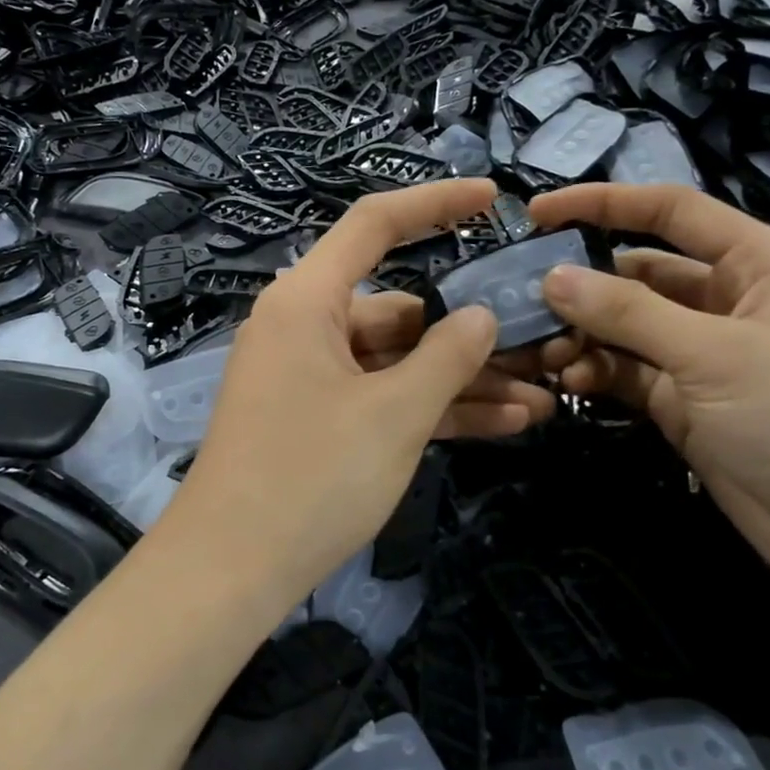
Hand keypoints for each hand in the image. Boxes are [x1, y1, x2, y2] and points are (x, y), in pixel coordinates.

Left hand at [170, 180, 552, 596]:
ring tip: (539, 396)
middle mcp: (304, 327)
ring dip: (461, 380)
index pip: (374, 225)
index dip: (435, 203)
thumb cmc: (310, 477)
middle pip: (398, 308)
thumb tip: (481, 315)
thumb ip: (447, 356)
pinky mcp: (316, 419)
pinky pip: (381, 397)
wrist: (230, 570)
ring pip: (396, 361)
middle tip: (539, 342)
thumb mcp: (394, 414)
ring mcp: (310, 376)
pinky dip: (429, 408)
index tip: (493, 200)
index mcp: (307, 301)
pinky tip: (502, 424)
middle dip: (469, 331)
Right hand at [530, 183, 769, 595]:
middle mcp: (732, 300)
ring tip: (548, 352)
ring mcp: (707, 355)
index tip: (538, 213)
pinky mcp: (688, 401)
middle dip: (585, 285)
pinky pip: (630, 371)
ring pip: (628, 326)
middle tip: (525, 300)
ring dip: (586, 334)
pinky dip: (599, 370)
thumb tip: (552, 277)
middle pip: (641, 273)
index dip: (604, 204)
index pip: (673, 212)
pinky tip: (571, 381)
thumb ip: (629, 313)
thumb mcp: (716, 354)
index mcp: (761, 263)